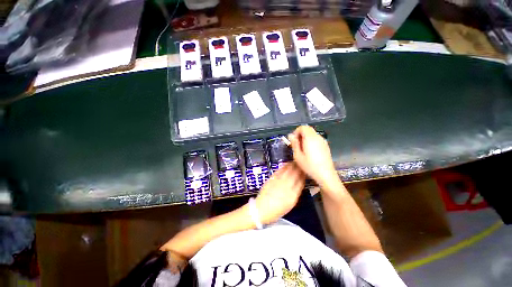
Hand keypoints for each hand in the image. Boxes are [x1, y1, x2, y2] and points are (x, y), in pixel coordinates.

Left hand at [255, 163, 304, 224]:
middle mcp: (286, 186)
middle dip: (299, 167)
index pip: (301, 181)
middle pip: (295, 174)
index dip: (304, 175)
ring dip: (293, 165)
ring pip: (288, 170)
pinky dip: (284, 166)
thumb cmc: (277, 210)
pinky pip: (280, 170)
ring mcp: (278, 181)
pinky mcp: (272, 178)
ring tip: (296, 162)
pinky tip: (287, 164)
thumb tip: (300, 184)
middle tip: (302, 163)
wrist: (261, 209)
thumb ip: (296, 193)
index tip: (306, 170)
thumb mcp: (290, 204)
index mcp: (293, 194)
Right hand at [288, 125, 338, 187]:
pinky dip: (310, 141)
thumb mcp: (298, 156)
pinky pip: (316, 139)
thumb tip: (290, 135)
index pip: (303, 127)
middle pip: (308, 129)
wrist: (326, 175)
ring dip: (305, 138)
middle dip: (300, 134)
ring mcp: (323, 141)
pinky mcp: (325, 146)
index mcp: (310, 138)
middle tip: (296, 145)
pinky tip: (309, 152)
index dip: (296, 132)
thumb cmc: (310, 166)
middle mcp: (317, 137)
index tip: (293, 140)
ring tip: (302, 149)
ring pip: (312, 134)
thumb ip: (294, 144)